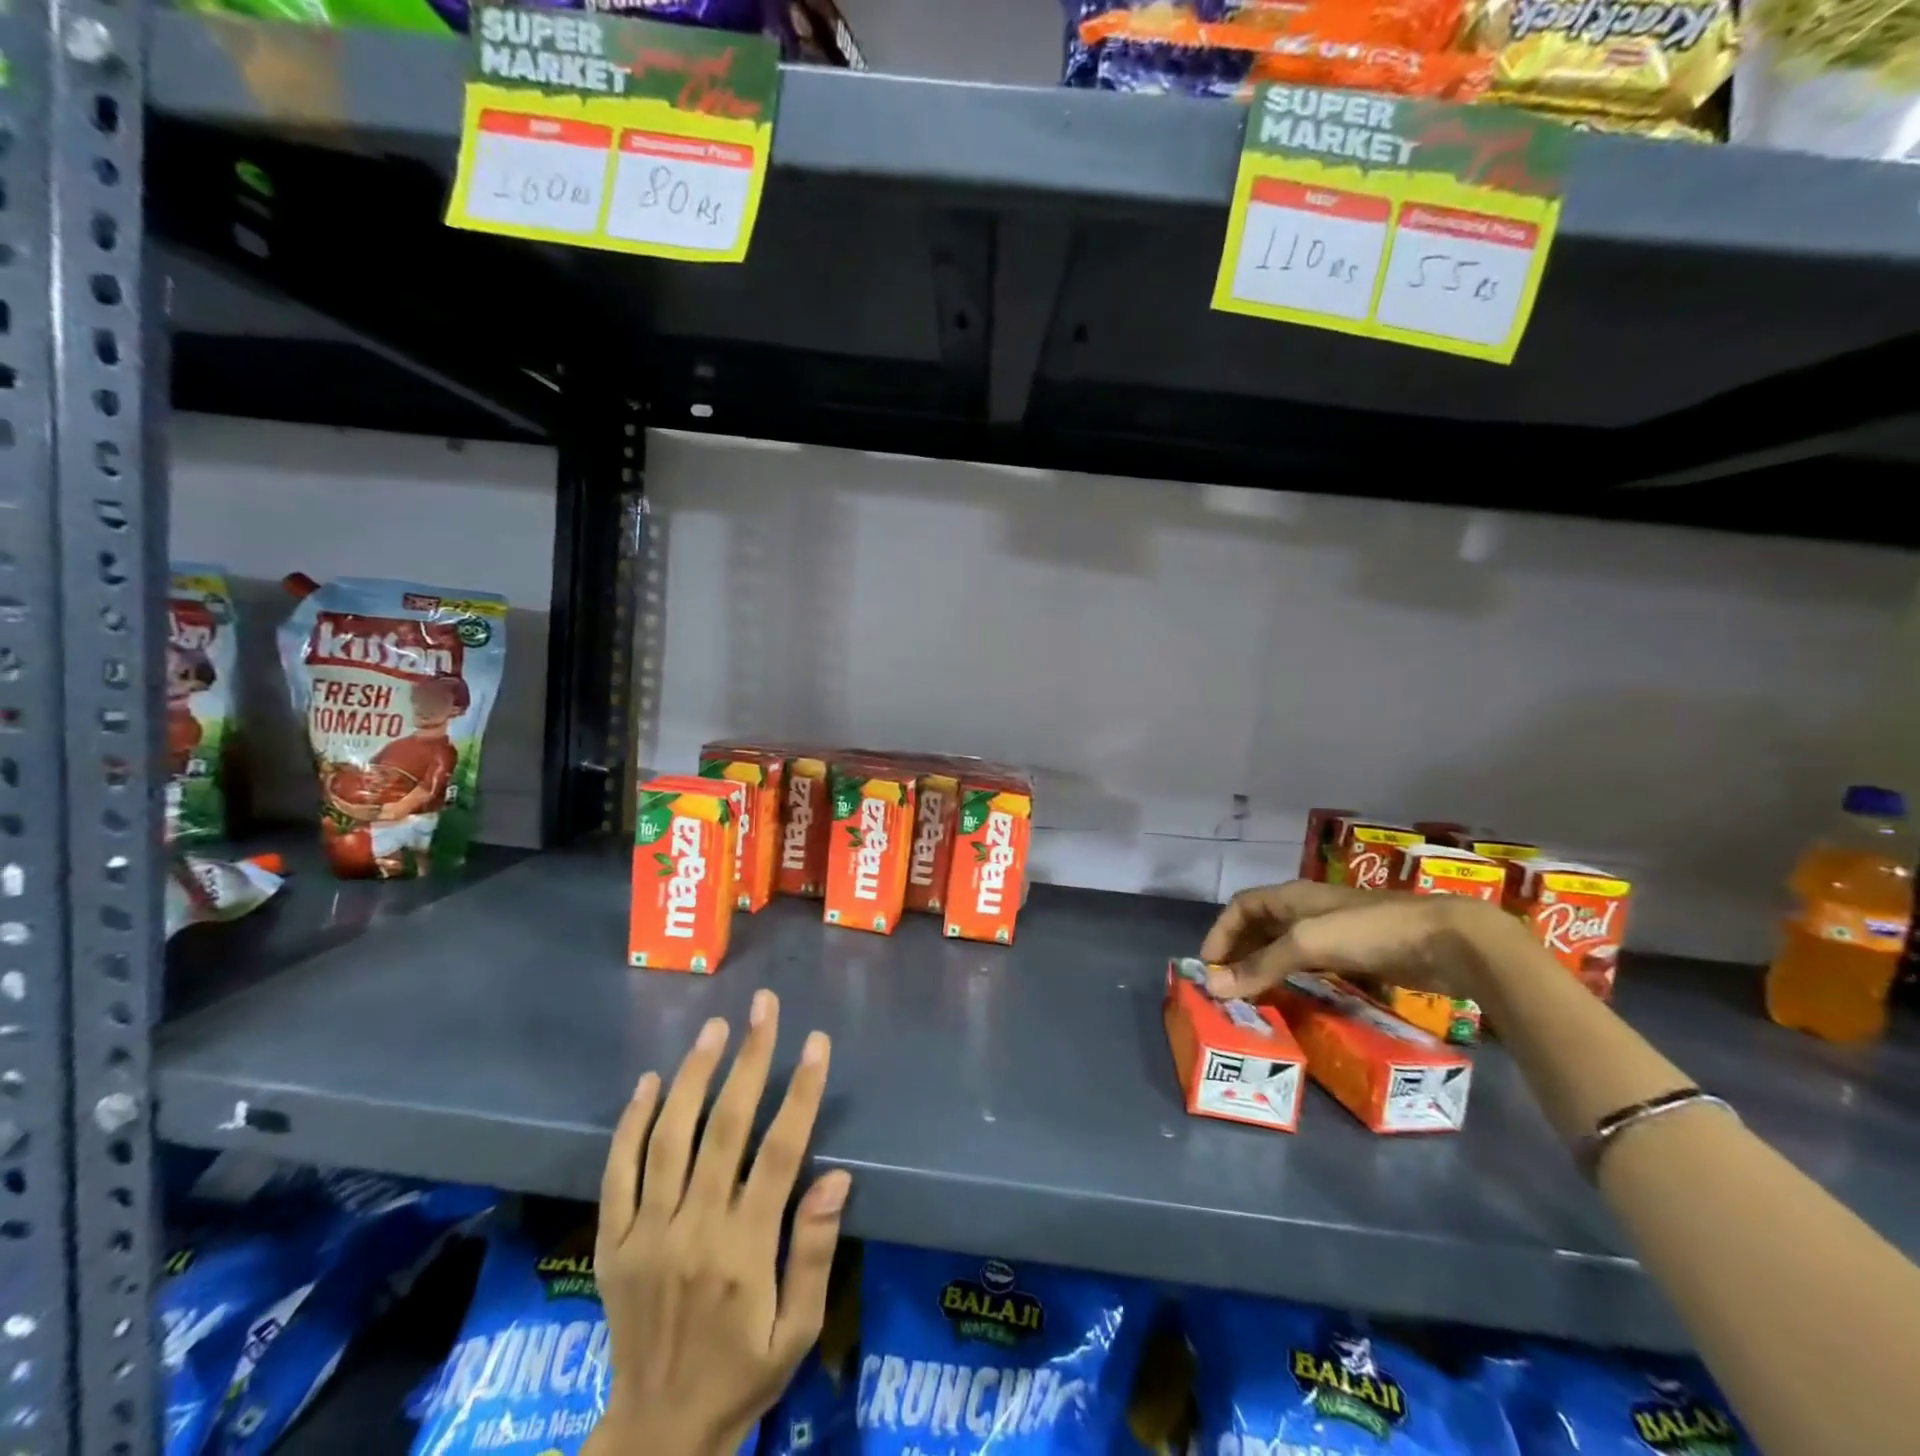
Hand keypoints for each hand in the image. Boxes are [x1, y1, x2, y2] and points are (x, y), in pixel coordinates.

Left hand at [588, 991, 850, 1455]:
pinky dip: (631, 1123)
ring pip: (668, 1138)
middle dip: (748, 1059)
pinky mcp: (612, 1242)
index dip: (800, 1092)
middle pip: (724, 1128)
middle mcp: (692, 1231)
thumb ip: (813, 1252)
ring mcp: (645, 1234)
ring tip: (714, 1028)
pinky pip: (617, 1173)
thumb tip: (836, 1177)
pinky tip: (649, 1081)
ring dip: (693, 1076)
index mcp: (743, 1252)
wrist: (654, 1437)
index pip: (779, 1153)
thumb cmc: (741, 1376)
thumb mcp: (796, 1332)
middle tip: (763, 1007)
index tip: (816, 1042)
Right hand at [1199, 880, 1509, 1003]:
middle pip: (1259, 926)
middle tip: (1226, 987)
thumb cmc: (1369, 931)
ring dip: (1263, 966)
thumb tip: (1213, 987)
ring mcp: (1331, 932)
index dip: (1220, 933)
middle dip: (1238, 952)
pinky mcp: (1354, 955)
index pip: (1240, 907)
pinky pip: (1309, 964)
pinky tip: (1290, 997)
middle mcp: (1305, 910)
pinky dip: (1292, 978)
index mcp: (1290, 897)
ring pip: (1284, 946)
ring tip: (1250, 996)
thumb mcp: (1307, 944)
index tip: (1209, 967)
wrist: (1445, 941)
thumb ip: (1261, 966)